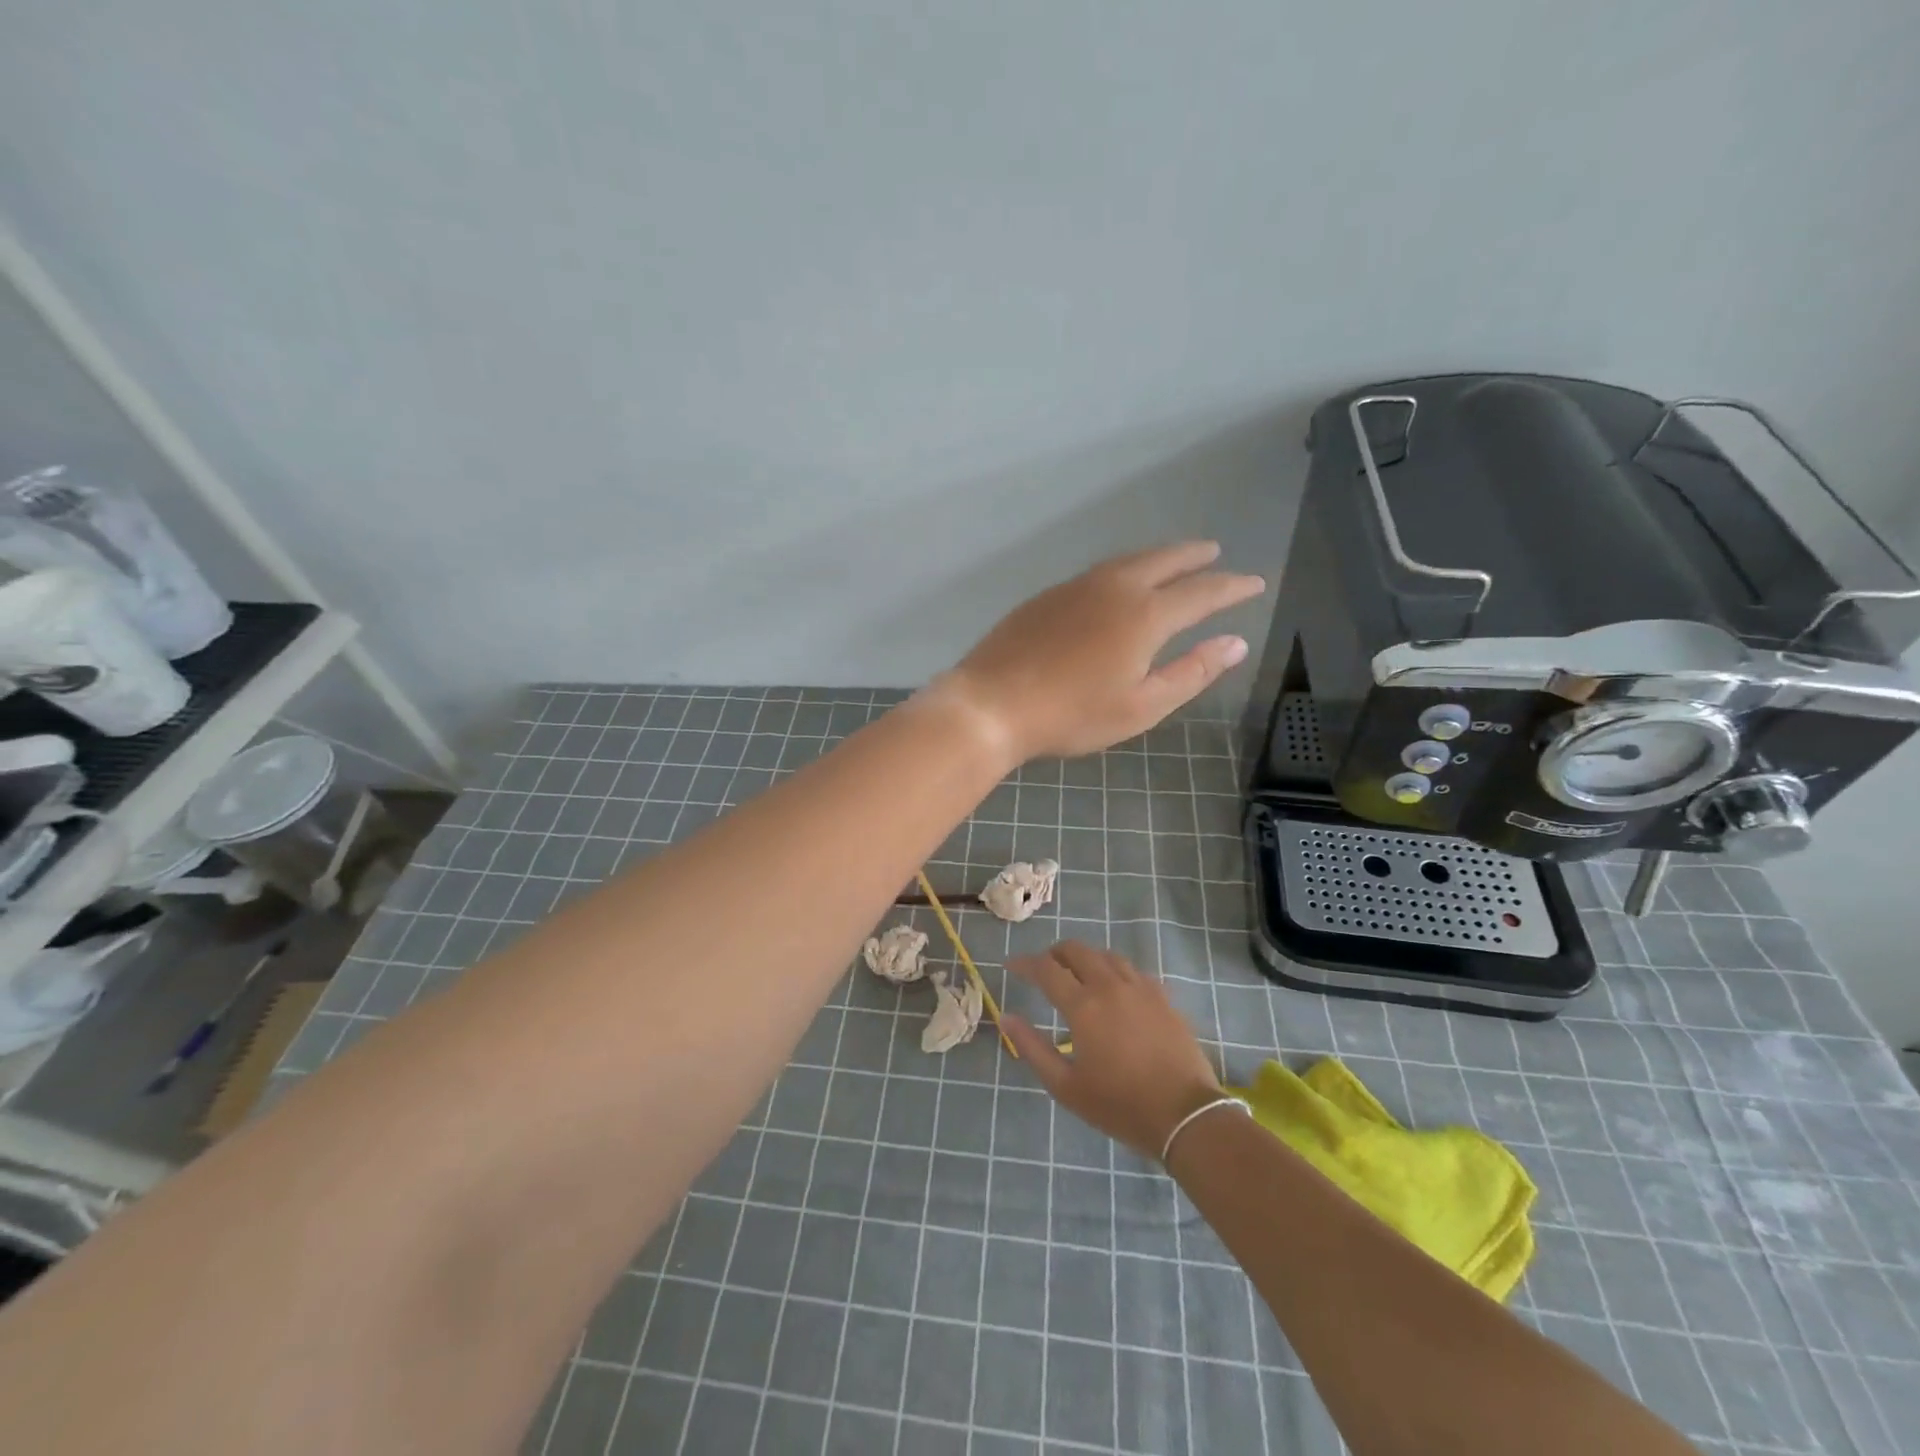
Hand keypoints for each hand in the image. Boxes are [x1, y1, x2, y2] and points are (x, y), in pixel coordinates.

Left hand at [936, 541, 1264, 761]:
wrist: (992, 703)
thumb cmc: (1072, 714)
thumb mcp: (1141, 706)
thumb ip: (1191, 672)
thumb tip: (1235, 643)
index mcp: (1145, 615)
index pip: (1202, 592)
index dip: (1232, 587)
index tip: (1254, 582)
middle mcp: (1114, 588)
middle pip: (1164, 560)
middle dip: (1194, 556)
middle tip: (1215, 551)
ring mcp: (1075, 587)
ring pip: (1128, 561)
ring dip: (1158, 557)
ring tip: (1173, 561)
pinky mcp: (1047, 595)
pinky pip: (1098, 572)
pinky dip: (1123, 569)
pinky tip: (1119, 584)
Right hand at [1002, 942, 1223, 1159]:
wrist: (1184, 1115)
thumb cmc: (1119, 1105)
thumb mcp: (1065, 1086)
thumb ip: (1032, 1047)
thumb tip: (1005, 1017)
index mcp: (1083, 1005)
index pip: (1045, 968)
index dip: (1024, 963)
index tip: (1010, 966)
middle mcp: (1110, 985)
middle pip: (1076, 950)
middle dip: (1054, 954)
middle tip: (1043, 969)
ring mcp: (1140, 987)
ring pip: (1106, 955)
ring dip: (1085, 958)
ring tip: (1077, 975)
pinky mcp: (1162, 996)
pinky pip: (1131, 969)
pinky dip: (1113, 970)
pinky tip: (1113, 989)